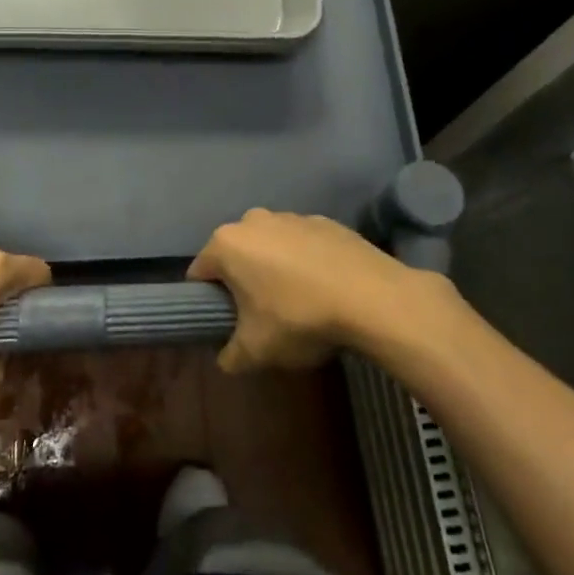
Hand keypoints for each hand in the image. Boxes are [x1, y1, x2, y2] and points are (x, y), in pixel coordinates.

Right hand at [189, 209, 445, 372]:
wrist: (373, 298)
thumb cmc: (300, 319)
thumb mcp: (256, 351)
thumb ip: (230, 356)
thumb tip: (226, 358)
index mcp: (227, 245)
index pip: (200, 272)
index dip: (207, 299)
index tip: (225, 321)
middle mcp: (253, 221)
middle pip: (236, 255)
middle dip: (242, 281)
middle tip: (261, 315)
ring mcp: (291, 216)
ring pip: (270, 245)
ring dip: (275, 268)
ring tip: (299, 302)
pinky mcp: (325, 221)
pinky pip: (303, 243)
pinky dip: (306, 261)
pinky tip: (325, 288)